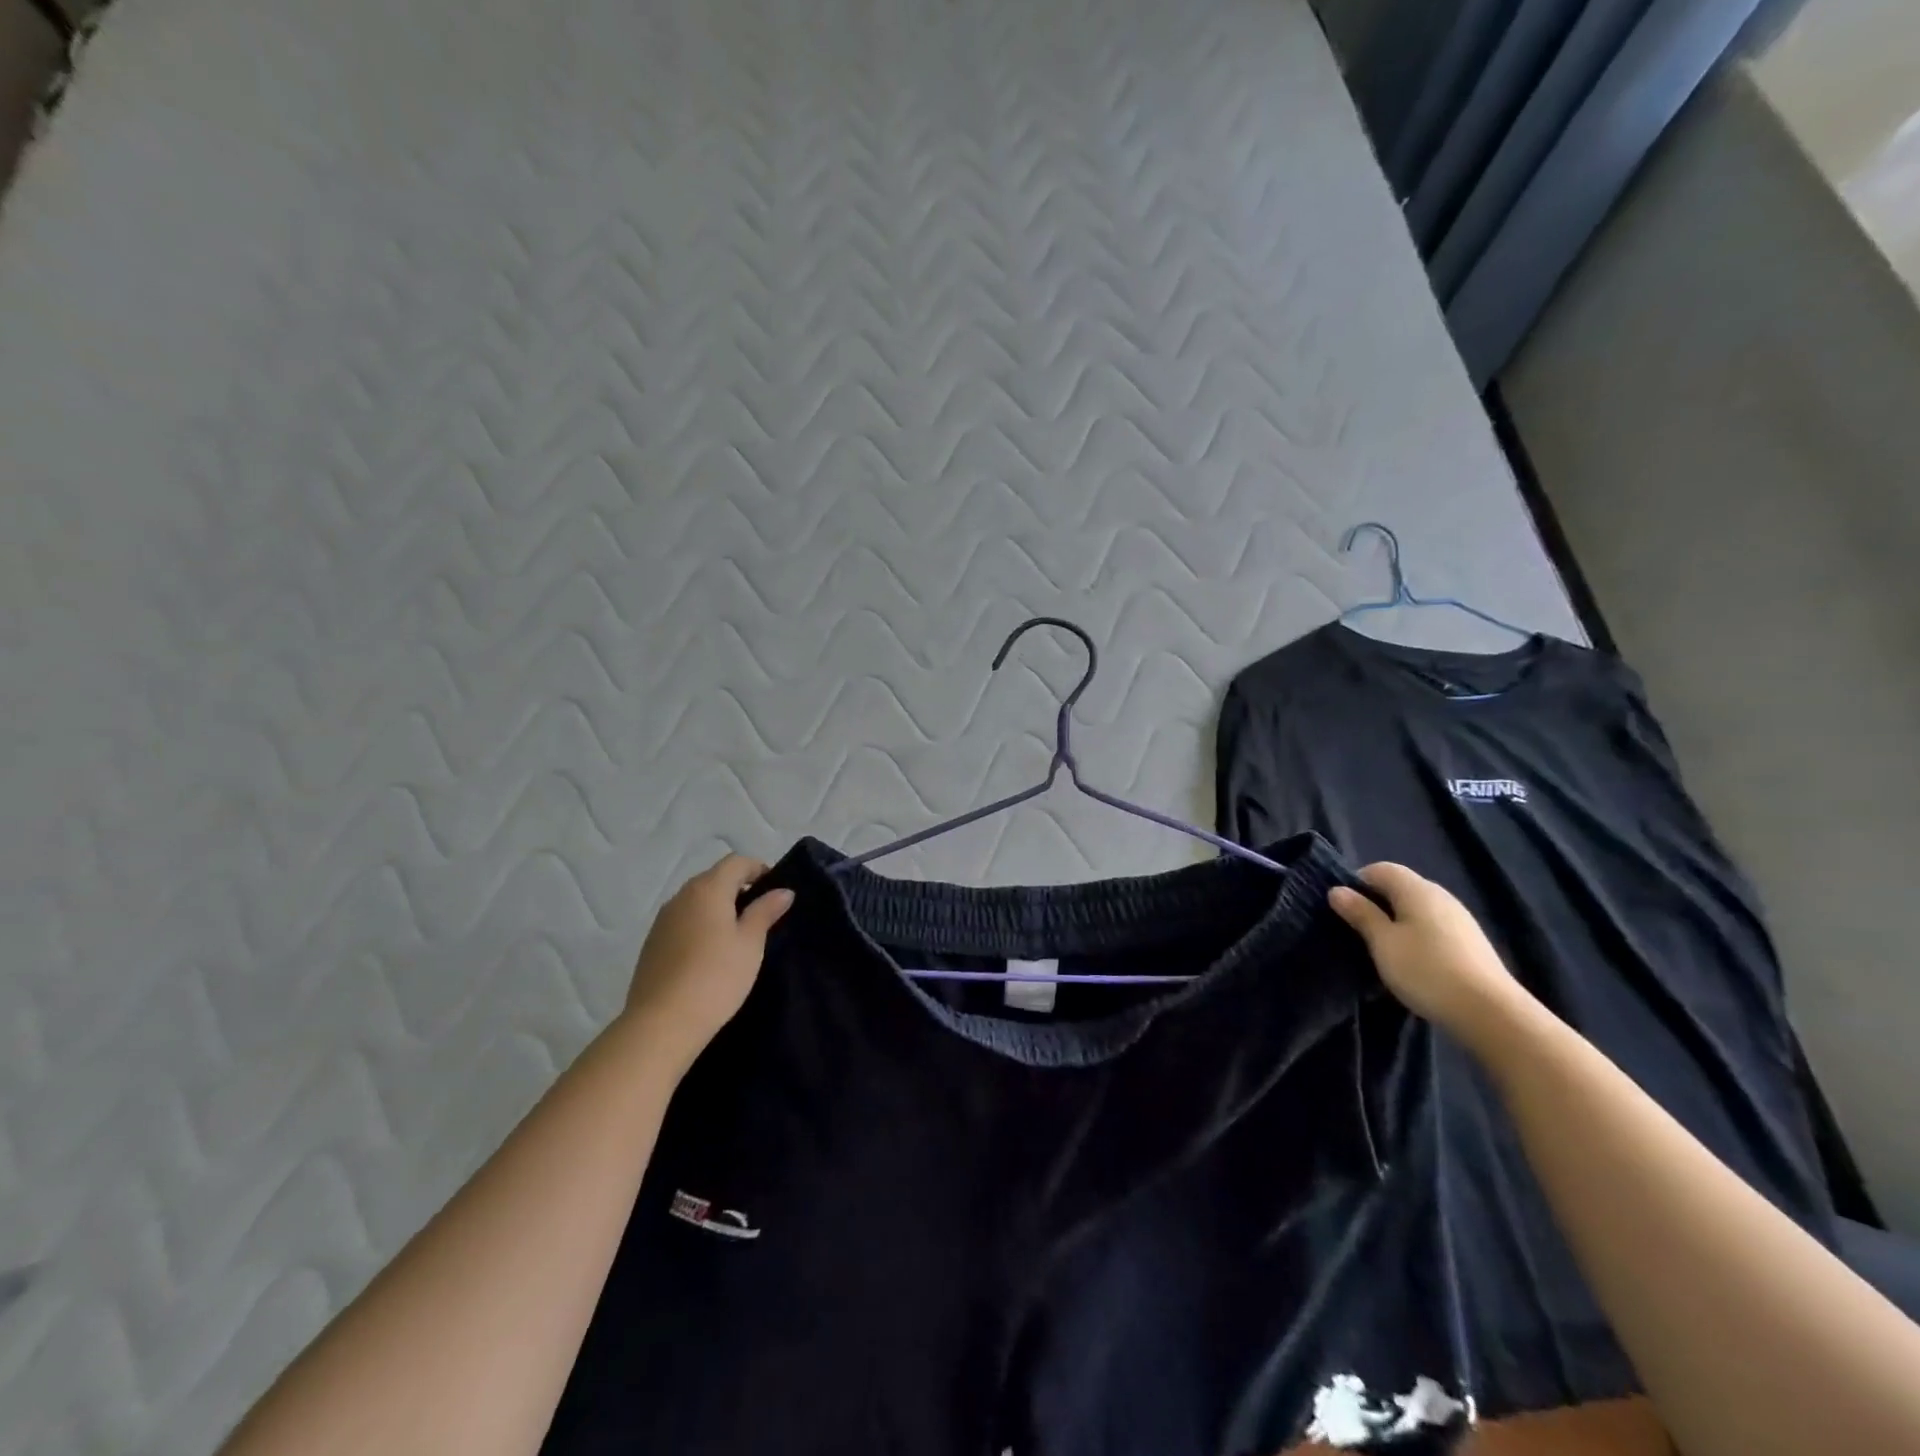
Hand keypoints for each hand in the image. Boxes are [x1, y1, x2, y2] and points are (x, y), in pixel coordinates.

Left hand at [623, 854, 794, 1070]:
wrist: (662, 1023)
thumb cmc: (716, 977)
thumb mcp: (750, 943)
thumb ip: (765, 911)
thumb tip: (783, 891)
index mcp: (708, 889)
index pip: (736, 862)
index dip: (759, 869)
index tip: (775, 891)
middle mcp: (682, 896)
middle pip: (714, 878)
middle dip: (739, 888)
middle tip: (761, 913)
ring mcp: (663, 920)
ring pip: (697, 900)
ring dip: (718, 907)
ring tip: (737, 935)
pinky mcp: (653, 943)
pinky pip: (683, 921)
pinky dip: (700, 925)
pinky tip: (710, 953)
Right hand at [1328, 862, 1536, 1051]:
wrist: (1490, 1013)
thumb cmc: (1426, 970)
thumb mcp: (1383, 942)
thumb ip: (1361, 913)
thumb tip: (1337, 890)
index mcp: (1417, 889)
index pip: (1380, 869)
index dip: (1357, 882)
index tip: (1344, 909)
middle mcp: (1441, 895)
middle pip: (1400, 887)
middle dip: (1376, 903)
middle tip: (1358, 930)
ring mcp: (1460, 918)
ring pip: (1418, 909)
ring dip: (1397, 921)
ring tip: (1383, 949)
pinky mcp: (1471, 942)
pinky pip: (1433, 927)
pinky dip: (1417, 935)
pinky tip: (1413, 961)